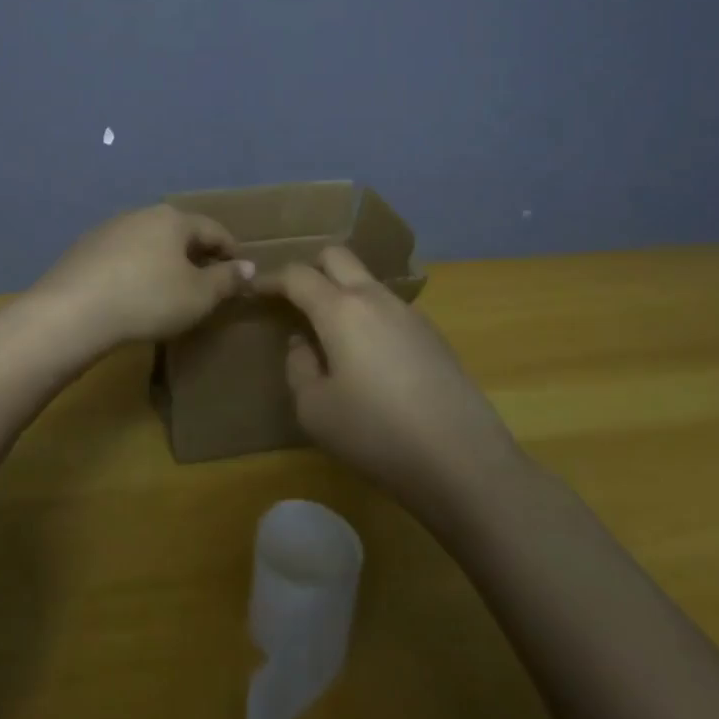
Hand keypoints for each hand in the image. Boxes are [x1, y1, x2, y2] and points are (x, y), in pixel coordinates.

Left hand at [32, 204, 253, 349]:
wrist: (73, 310)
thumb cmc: (148, 299)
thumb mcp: (198, 296)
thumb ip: (226, 280)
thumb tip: (248, 266)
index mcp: (174, 219)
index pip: (214, 229)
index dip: (231, 250)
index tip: (240, 271)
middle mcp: (142, 214)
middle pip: (179, 232)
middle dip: (196, 253)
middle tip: (208, 280)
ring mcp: (110, 228)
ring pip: (149, 241)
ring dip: (165, 260)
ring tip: (171, 287)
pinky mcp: (86, 247)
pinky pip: (124, 254)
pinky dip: (137, 268)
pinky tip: (135, 291)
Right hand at [256, 247, 519, 522]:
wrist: (464, 461)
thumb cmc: (376, 434)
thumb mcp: (314, 409)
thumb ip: (298, 367)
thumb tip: (305, 344)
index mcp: (340, 309)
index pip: (298, 275)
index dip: (272, 279)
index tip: (255, 290)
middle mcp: (375, 298)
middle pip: (337, 257)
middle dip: (310, 268)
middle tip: (293, 300)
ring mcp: (410, 314)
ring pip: (366, 281)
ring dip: (342, 292)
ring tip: (330, 332)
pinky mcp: (433, 336)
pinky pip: (389, 309)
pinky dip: (368, 316)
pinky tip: (368, 357)